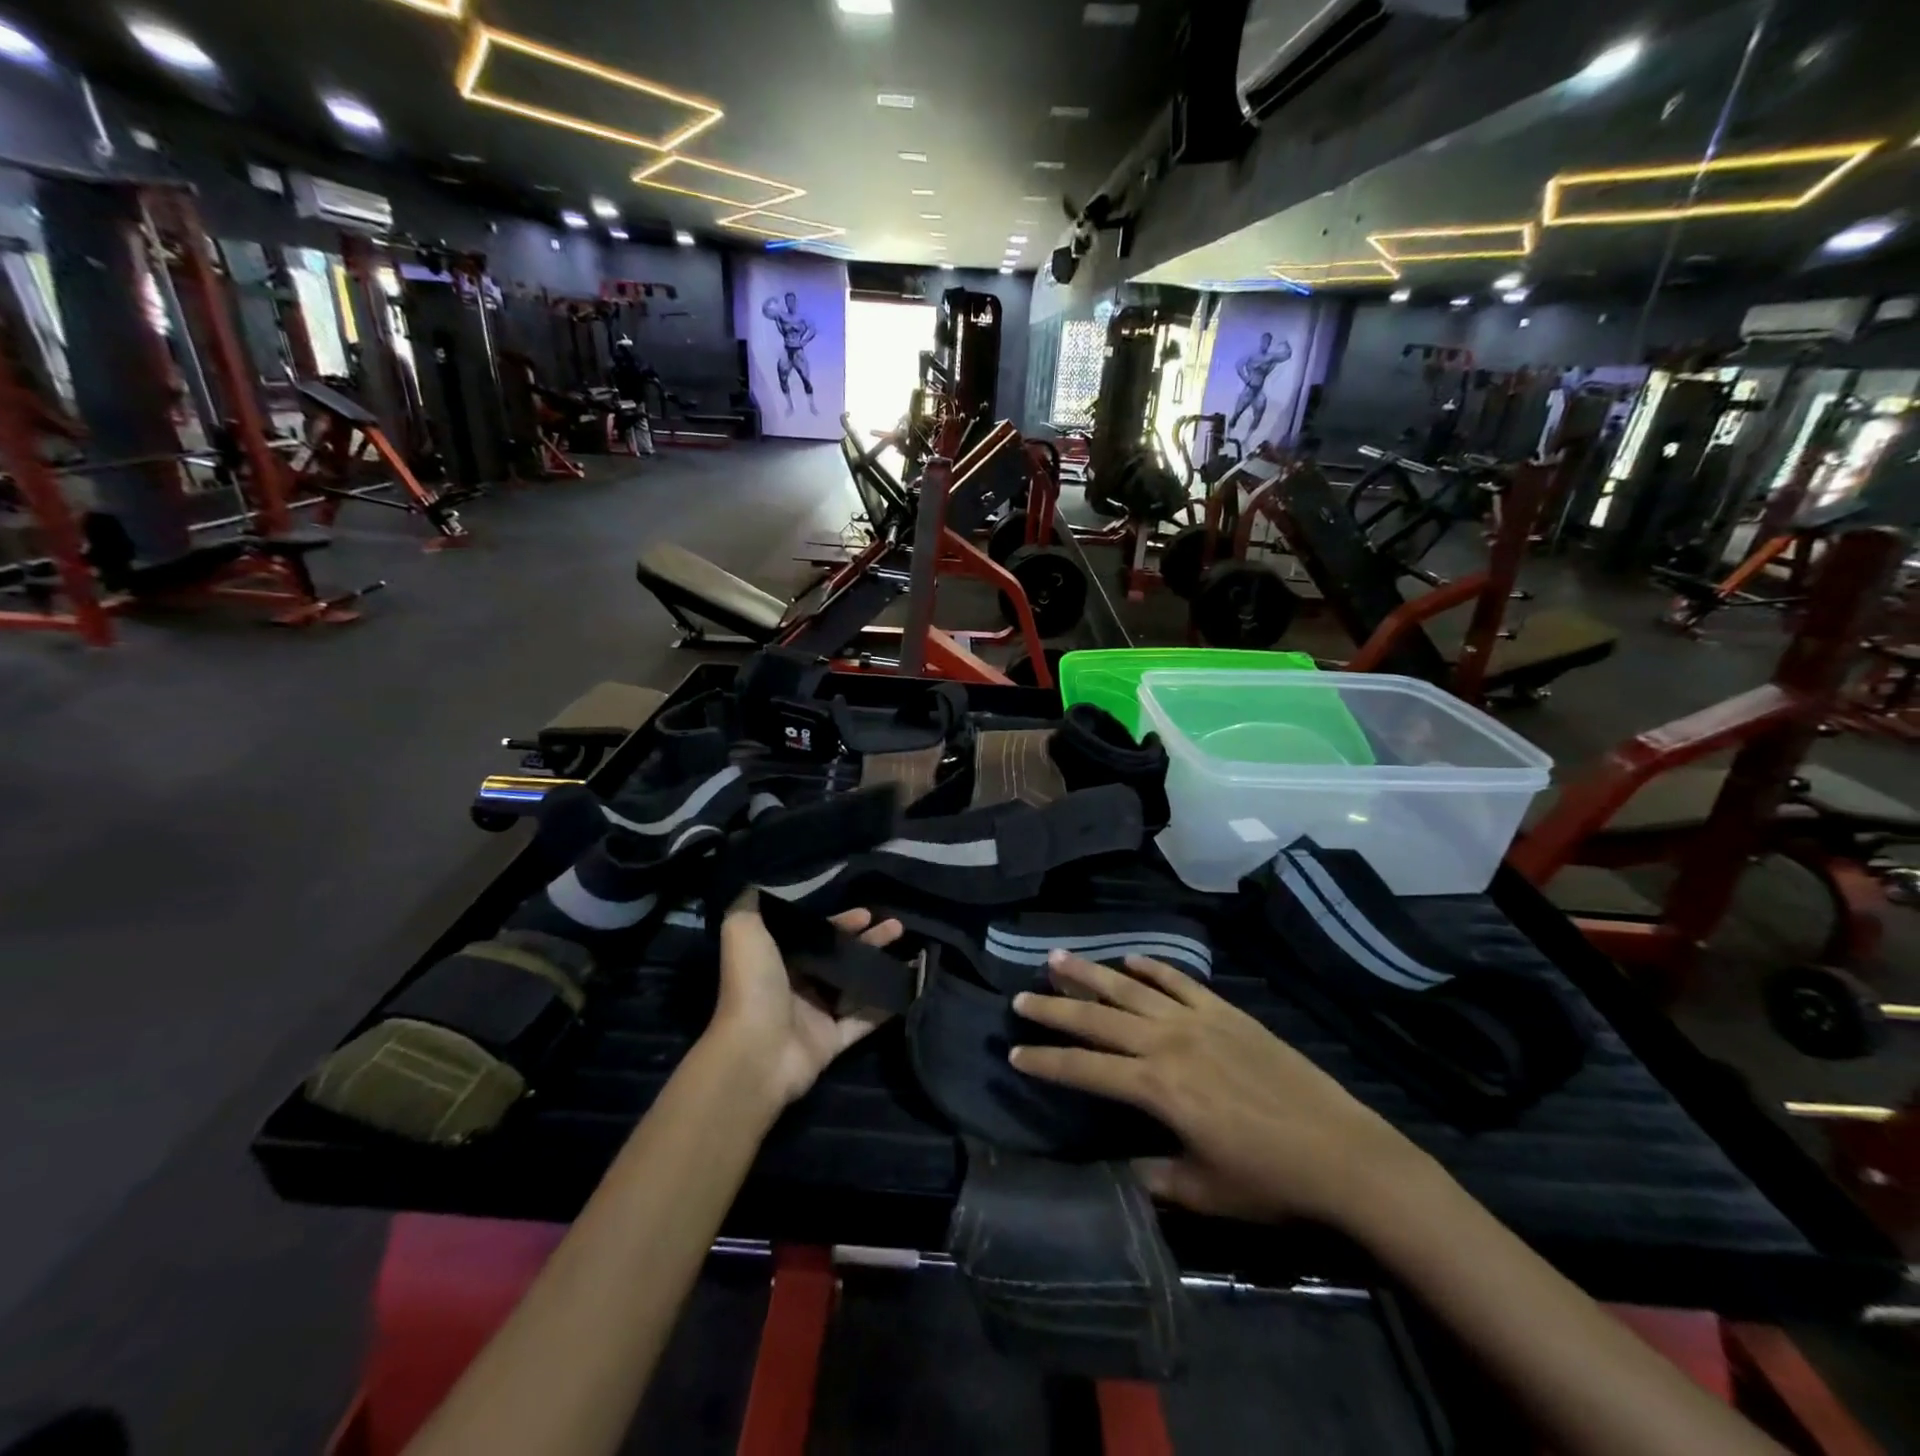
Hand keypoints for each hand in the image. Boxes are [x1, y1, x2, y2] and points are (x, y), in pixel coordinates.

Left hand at [711, 893, 904, 1109]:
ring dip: (880, 966)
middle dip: (869, 940)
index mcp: (777, 960)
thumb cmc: (753, 985)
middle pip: (840, 957)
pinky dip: (886, 1004)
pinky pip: (865, 1020)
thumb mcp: (743, 931)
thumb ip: (751, 904)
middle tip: (896, 926)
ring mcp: (816, 1015)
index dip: (840, 922)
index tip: (866, 913)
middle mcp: (796, 986)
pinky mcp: (833, 1041)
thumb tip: (761, 880)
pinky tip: (909, 985)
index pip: (814, 935)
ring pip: (856, 985)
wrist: (757, 1050)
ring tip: (911, 949)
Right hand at [1010, 952, 1426, 1227]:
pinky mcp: (1225, 1011)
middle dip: (1053, 1008)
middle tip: (1020, 997)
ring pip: (1130, 988)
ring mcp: (1197, 1020)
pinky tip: (1129, 958)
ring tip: (1056, 957)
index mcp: (1156, 1088)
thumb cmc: (1269, 1180)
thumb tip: (1120, 1167)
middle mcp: (1167, 1043)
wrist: (1343, 1153)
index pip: (1084, 1069)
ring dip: (1090, 973)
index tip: (1013, 1054)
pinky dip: (1151, 967)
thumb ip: (1153, 1177)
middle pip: (1097, 1018)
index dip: (1045, 1062)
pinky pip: (1179, 981)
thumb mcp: (1202, 1191)